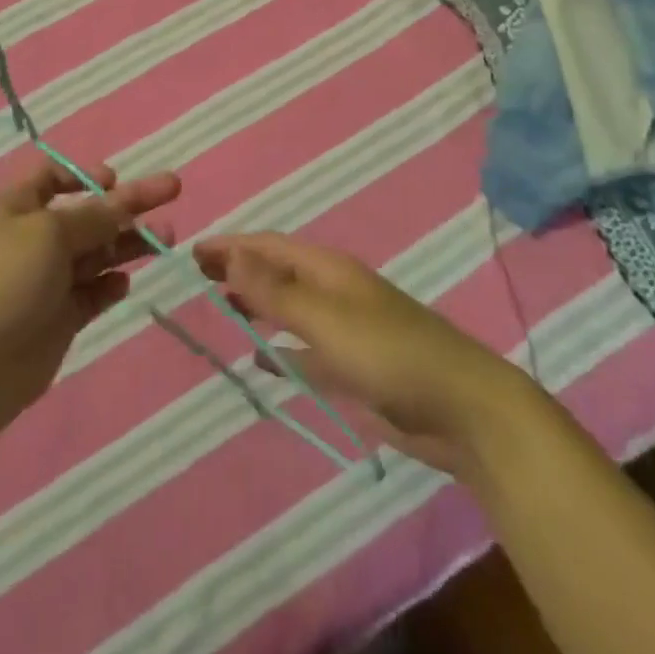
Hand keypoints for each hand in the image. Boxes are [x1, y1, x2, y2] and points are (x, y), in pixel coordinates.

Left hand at [0, 156, 180, 440]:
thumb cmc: (2, 281)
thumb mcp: (50, 232)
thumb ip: (94, 217)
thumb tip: (123, 202)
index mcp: (17, 207)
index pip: (51, 177)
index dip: (84, 174)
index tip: (115, 179)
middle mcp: (33, 239)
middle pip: (88, 214)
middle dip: (129, 203)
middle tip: (172, 189)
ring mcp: (46, 281)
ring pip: (97, 253)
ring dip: (129, 243)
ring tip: (166, 238)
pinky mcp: (58, 320)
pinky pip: (92, 293)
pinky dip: (110, 285)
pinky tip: (124, 283)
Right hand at [194, 233, 530, 478]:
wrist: (461, 408)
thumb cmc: (389, 353)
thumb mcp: (326, 318)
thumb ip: (276, 291)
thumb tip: (232, 253)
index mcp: (328, 269)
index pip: (270, 246)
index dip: (232, 245)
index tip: (193, 252)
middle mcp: (333, 291)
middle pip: (278, 273)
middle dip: (241, 270)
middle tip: (198, 277)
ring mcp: (345, 330)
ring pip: (290, 309)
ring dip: (257, 305)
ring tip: (223, 308)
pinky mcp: (353, 368)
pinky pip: (305, 350)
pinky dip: (281, 350)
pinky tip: (261, 359)